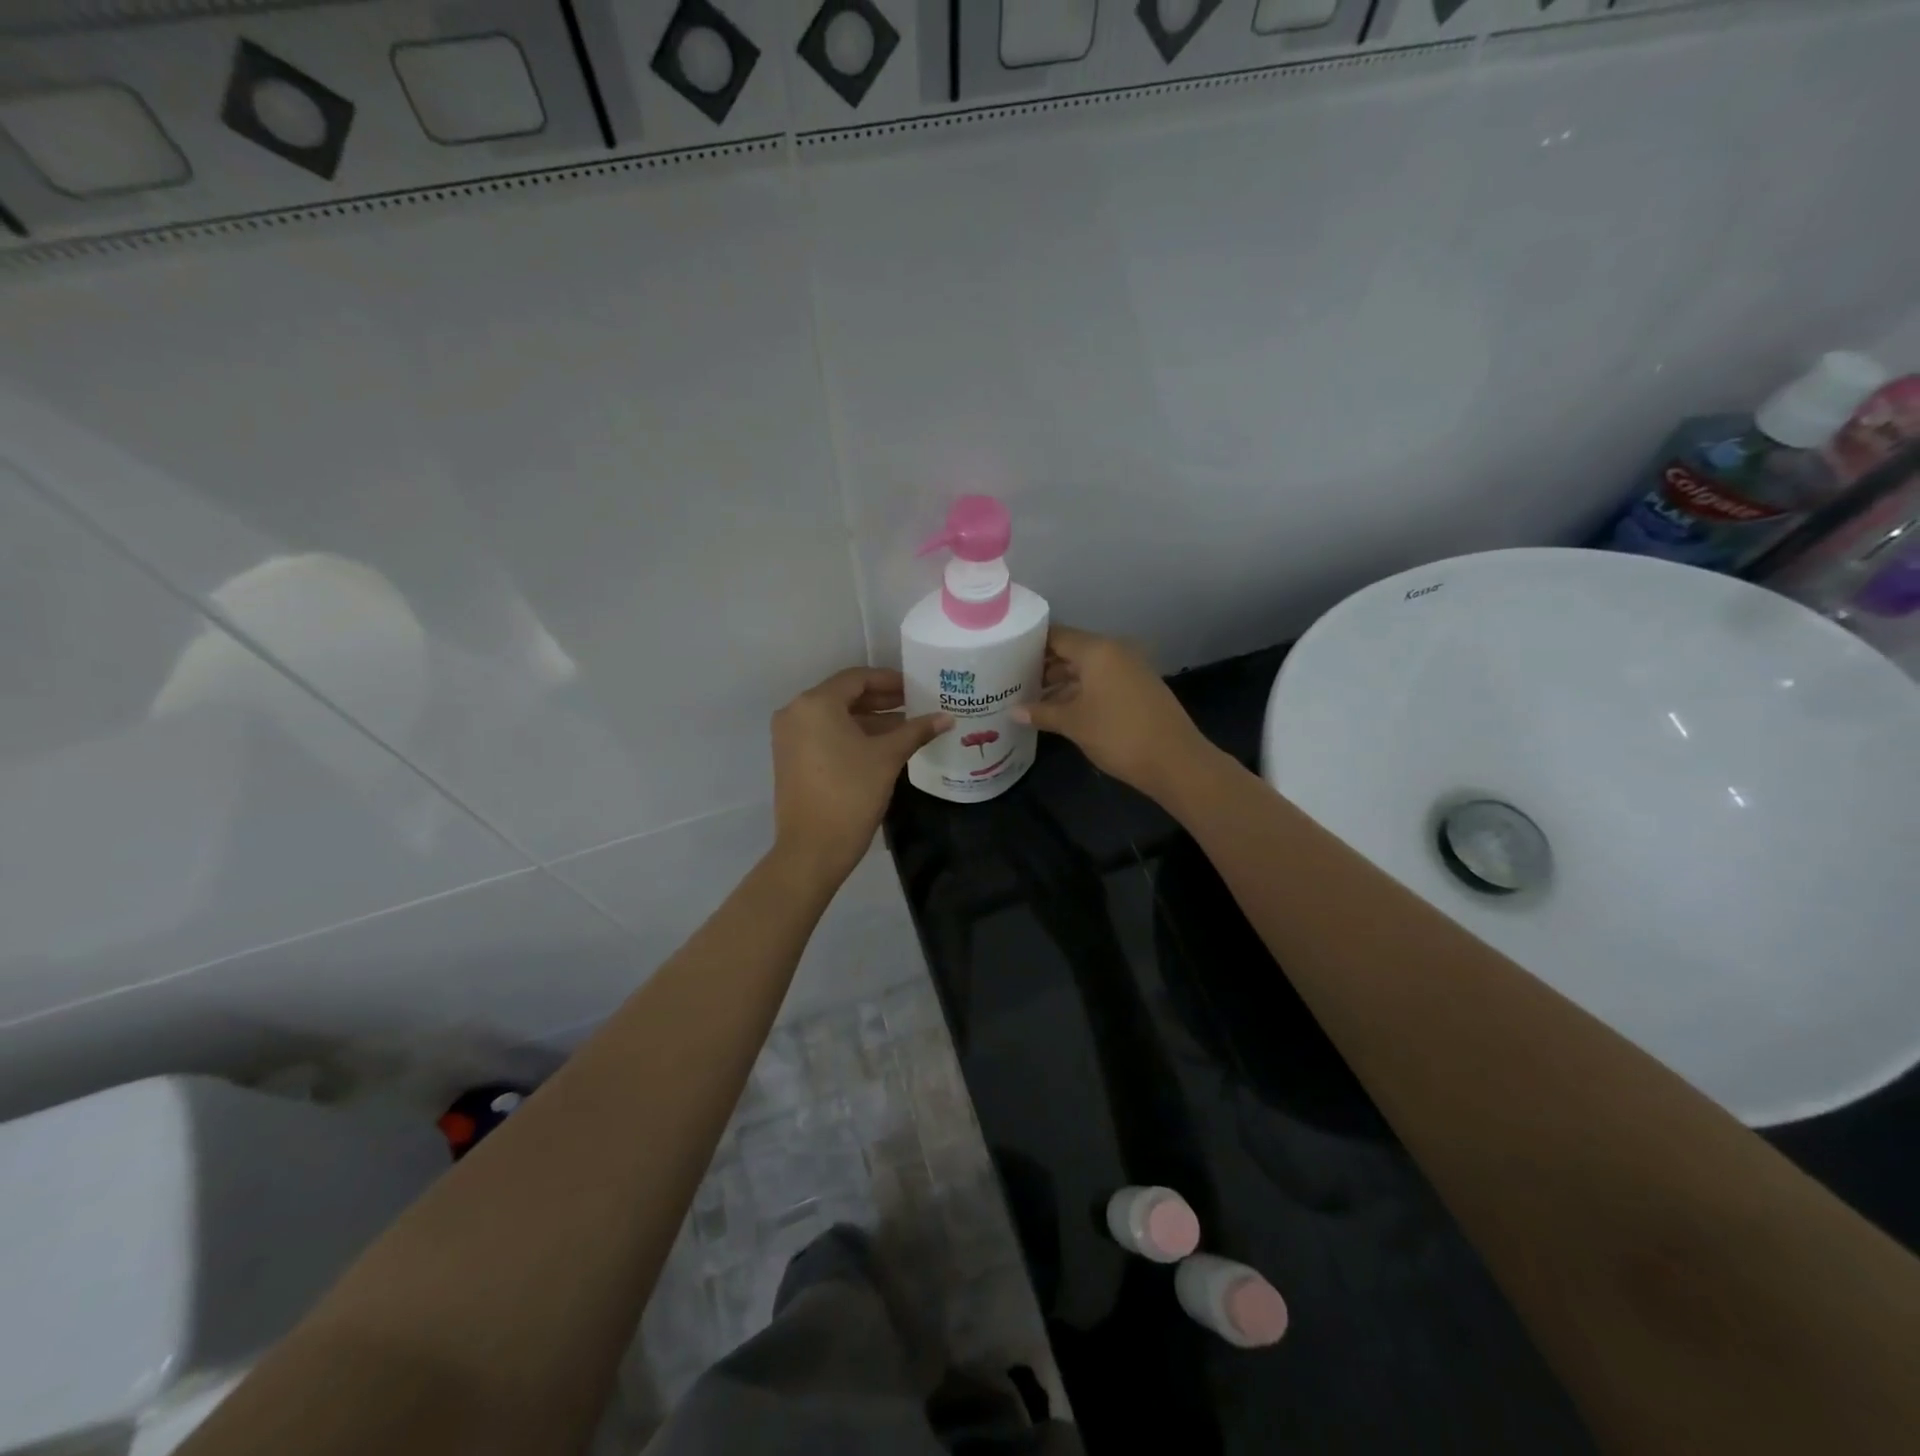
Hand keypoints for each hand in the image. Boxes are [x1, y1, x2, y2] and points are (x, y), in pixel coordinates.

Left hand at [771, 667, 950, 886]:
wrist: (812, 848)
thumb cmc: (851, 794)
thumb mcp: (888, 758)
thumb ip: (916, 731)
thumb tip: (947, 717)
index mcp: (816, 704)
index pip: (857, 678)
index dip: (890, 680)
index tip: (917, 688)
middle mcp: (796, 712)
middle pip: (844, 695)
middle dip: (881, 700)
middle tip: (915, 705)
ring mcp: (789, 737)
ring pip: (835, 717)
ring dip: (870, 720)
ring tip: (906, 727)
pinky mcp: (790, 758)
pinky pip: (824, 735)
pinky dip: (852, 735)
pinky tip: (882, 746)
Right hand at [1014, 626, 1215, 799]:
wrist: (1176, 761)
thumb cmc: (1119, 735)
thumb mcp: (1074, 724)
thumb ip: (1042, 712)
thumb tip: (1013, 711)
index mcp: (1097, 650)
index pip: (1055, 635)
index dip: (1029, 644)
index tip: (1004, 656)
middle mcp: (1114, 651)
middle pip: (1071, 650)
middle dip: (1042, 665)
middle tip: (1011, 680)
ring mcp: (1129, 669)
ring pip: (1086, 668)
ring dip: (1060, 681)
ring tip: (1029, 698)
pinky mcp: (1138, 688)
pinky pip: (1101, 681)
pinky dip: (1080, 690)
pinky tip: (1059, 709)